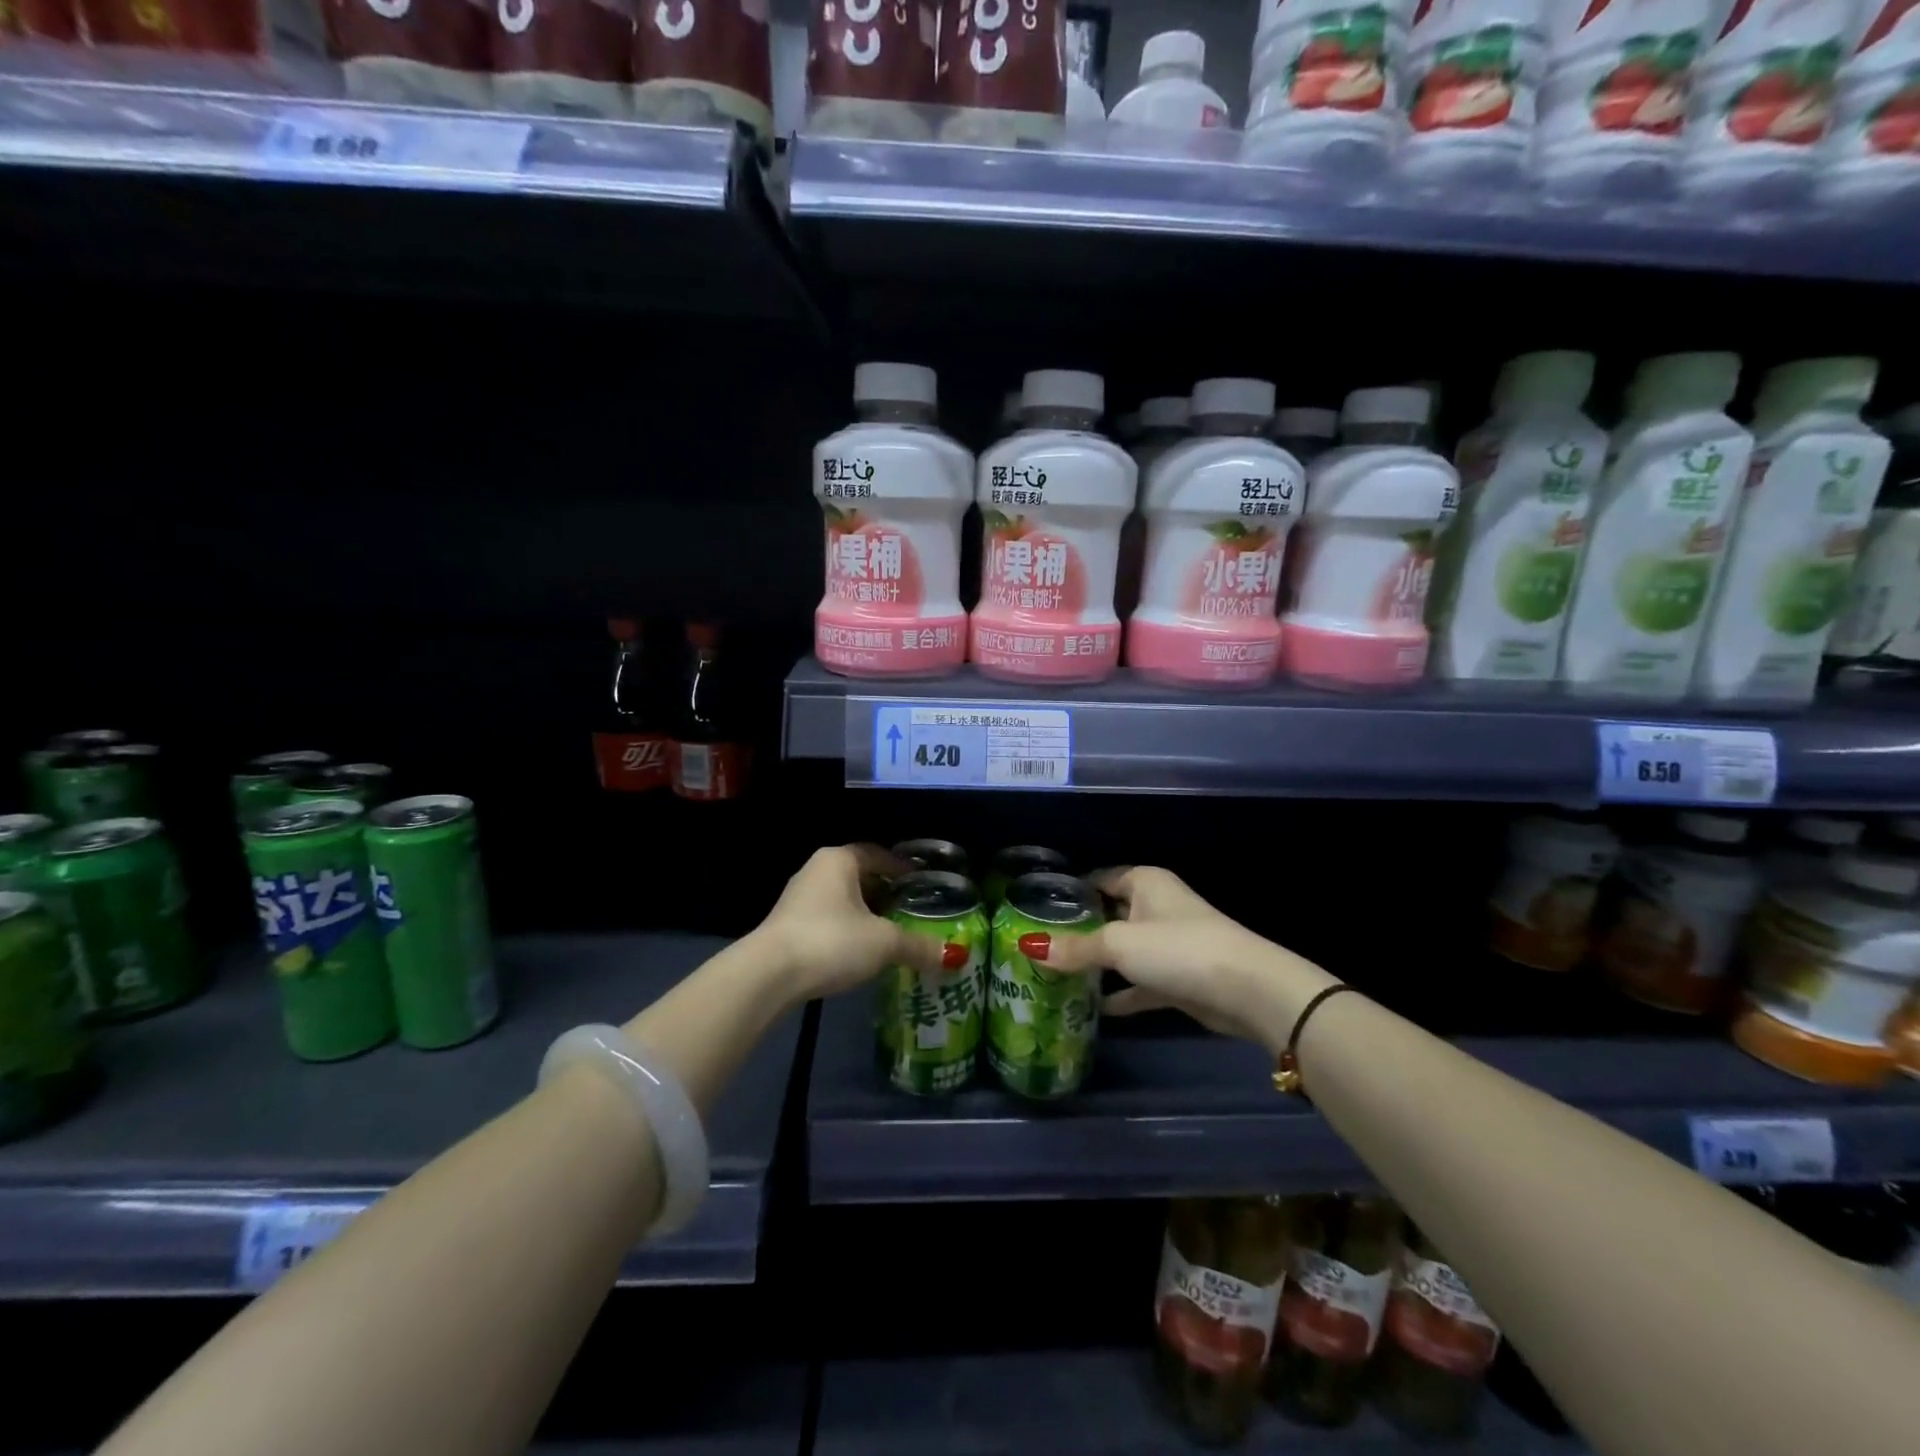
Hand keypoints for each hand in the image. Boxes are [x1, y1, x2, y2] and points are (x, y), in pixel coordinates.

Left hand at [754, 845, 946, 1001]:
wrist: (768, 975)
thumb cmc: (832, 941)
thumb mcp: (884, 943)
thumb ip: (919, 947)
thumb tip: (955, 958)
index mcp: (840, 860)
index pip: (877, 853)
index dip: (901, 867)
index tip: (920, 882)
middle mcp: (816, 870)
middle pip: (859, 875)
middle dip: (884, 892)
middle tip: (909, 910)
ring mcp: (797, 898)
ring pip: (841, 898)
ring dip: (864, 913)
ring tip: (888, 933)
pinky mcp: (786, 925)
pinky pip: (826, 918)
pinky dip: (846, 929)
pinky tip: (858, 951)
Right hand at [1023, 866, 1335, 1049]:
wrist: (1248, 991)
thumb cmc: (1178, 949)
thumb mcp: (1119, 944)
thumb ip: (1076, 948)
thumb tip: (1028, 946)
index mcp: (1144, 883)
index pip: (1098, 879)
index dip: (1069, 893)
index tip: (1035, 910)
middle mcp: (1156, 907)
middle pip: (1108, 914)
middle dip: (1078, 931)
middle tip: (1038, 947)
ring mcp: (1168, 944)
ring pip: (1124, 950)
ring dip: (1099, 964)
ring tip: (1056, 976)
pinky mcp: (1178, 978)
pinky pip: (1140, 982)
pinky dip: (1121, 993)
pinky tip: (1094, 1008)